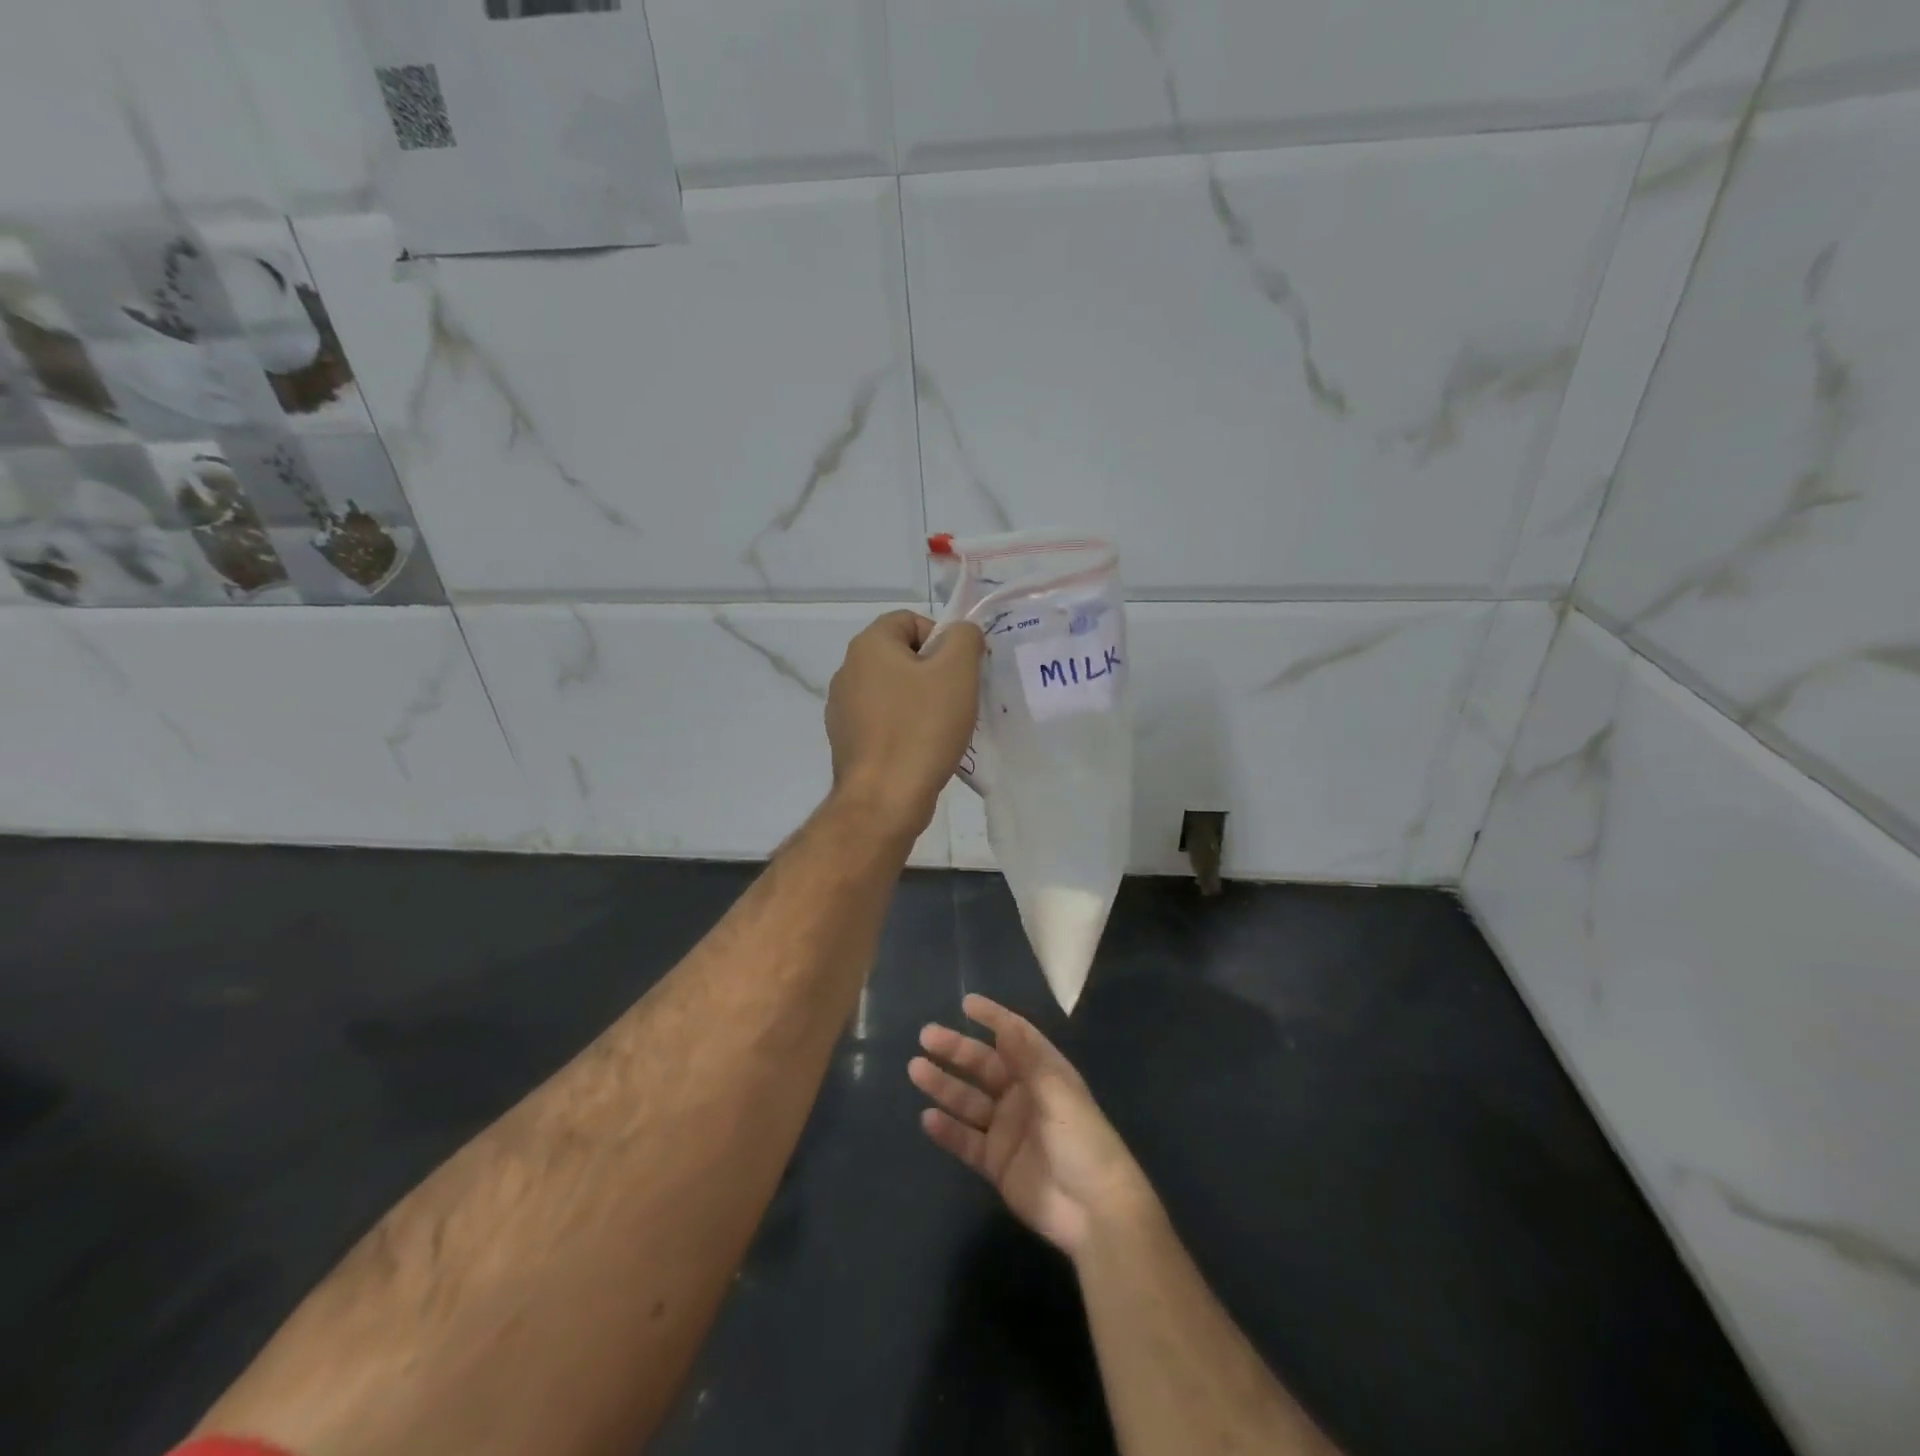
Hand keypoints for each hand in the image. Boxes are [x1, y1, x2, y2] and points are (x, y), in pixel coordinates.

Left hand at [825, 611, 983, 840]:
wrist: (884, 799)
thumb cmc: (922, 728)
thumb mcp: (957, 672)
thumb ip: (964, 637)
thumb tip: (960, 634)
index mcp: (868, 646)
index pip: (910, 620)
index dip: (941, 639)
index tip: (959, 672)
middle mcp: (847, 671)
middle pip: (901, 657)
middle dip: (933, 673)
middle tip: (957, 700)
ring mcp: (842, 708)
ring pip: (893, 691)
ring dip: (921, 703)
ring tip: (942, 730)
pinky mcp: (846, 741)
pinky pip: (883, 721)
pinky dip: (904, 728)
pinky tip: (921, 750)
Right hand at [910, 994, 1153, 1258]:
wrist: (1094, 1211)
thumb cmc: (1082, 1141)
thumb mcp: (1057, 1093)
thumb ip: (1027, 1060)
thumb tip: (1005, 1023)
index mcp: (1043, 1074)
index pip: (1015, 1037)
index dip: (993, 1018)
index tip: (966, 1003)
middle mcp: (1023, 1096)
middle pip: (984, 1066)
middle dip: (957, 1050)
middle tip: (926, 1036)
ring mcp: (1008, 1130)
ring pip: (969, 1100)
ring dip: (944, 1084)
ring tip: (916, 1068)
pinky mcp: (997, 1163)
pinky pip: (967, 1140)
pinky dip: (948, 1130)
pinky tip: (927, 1118)